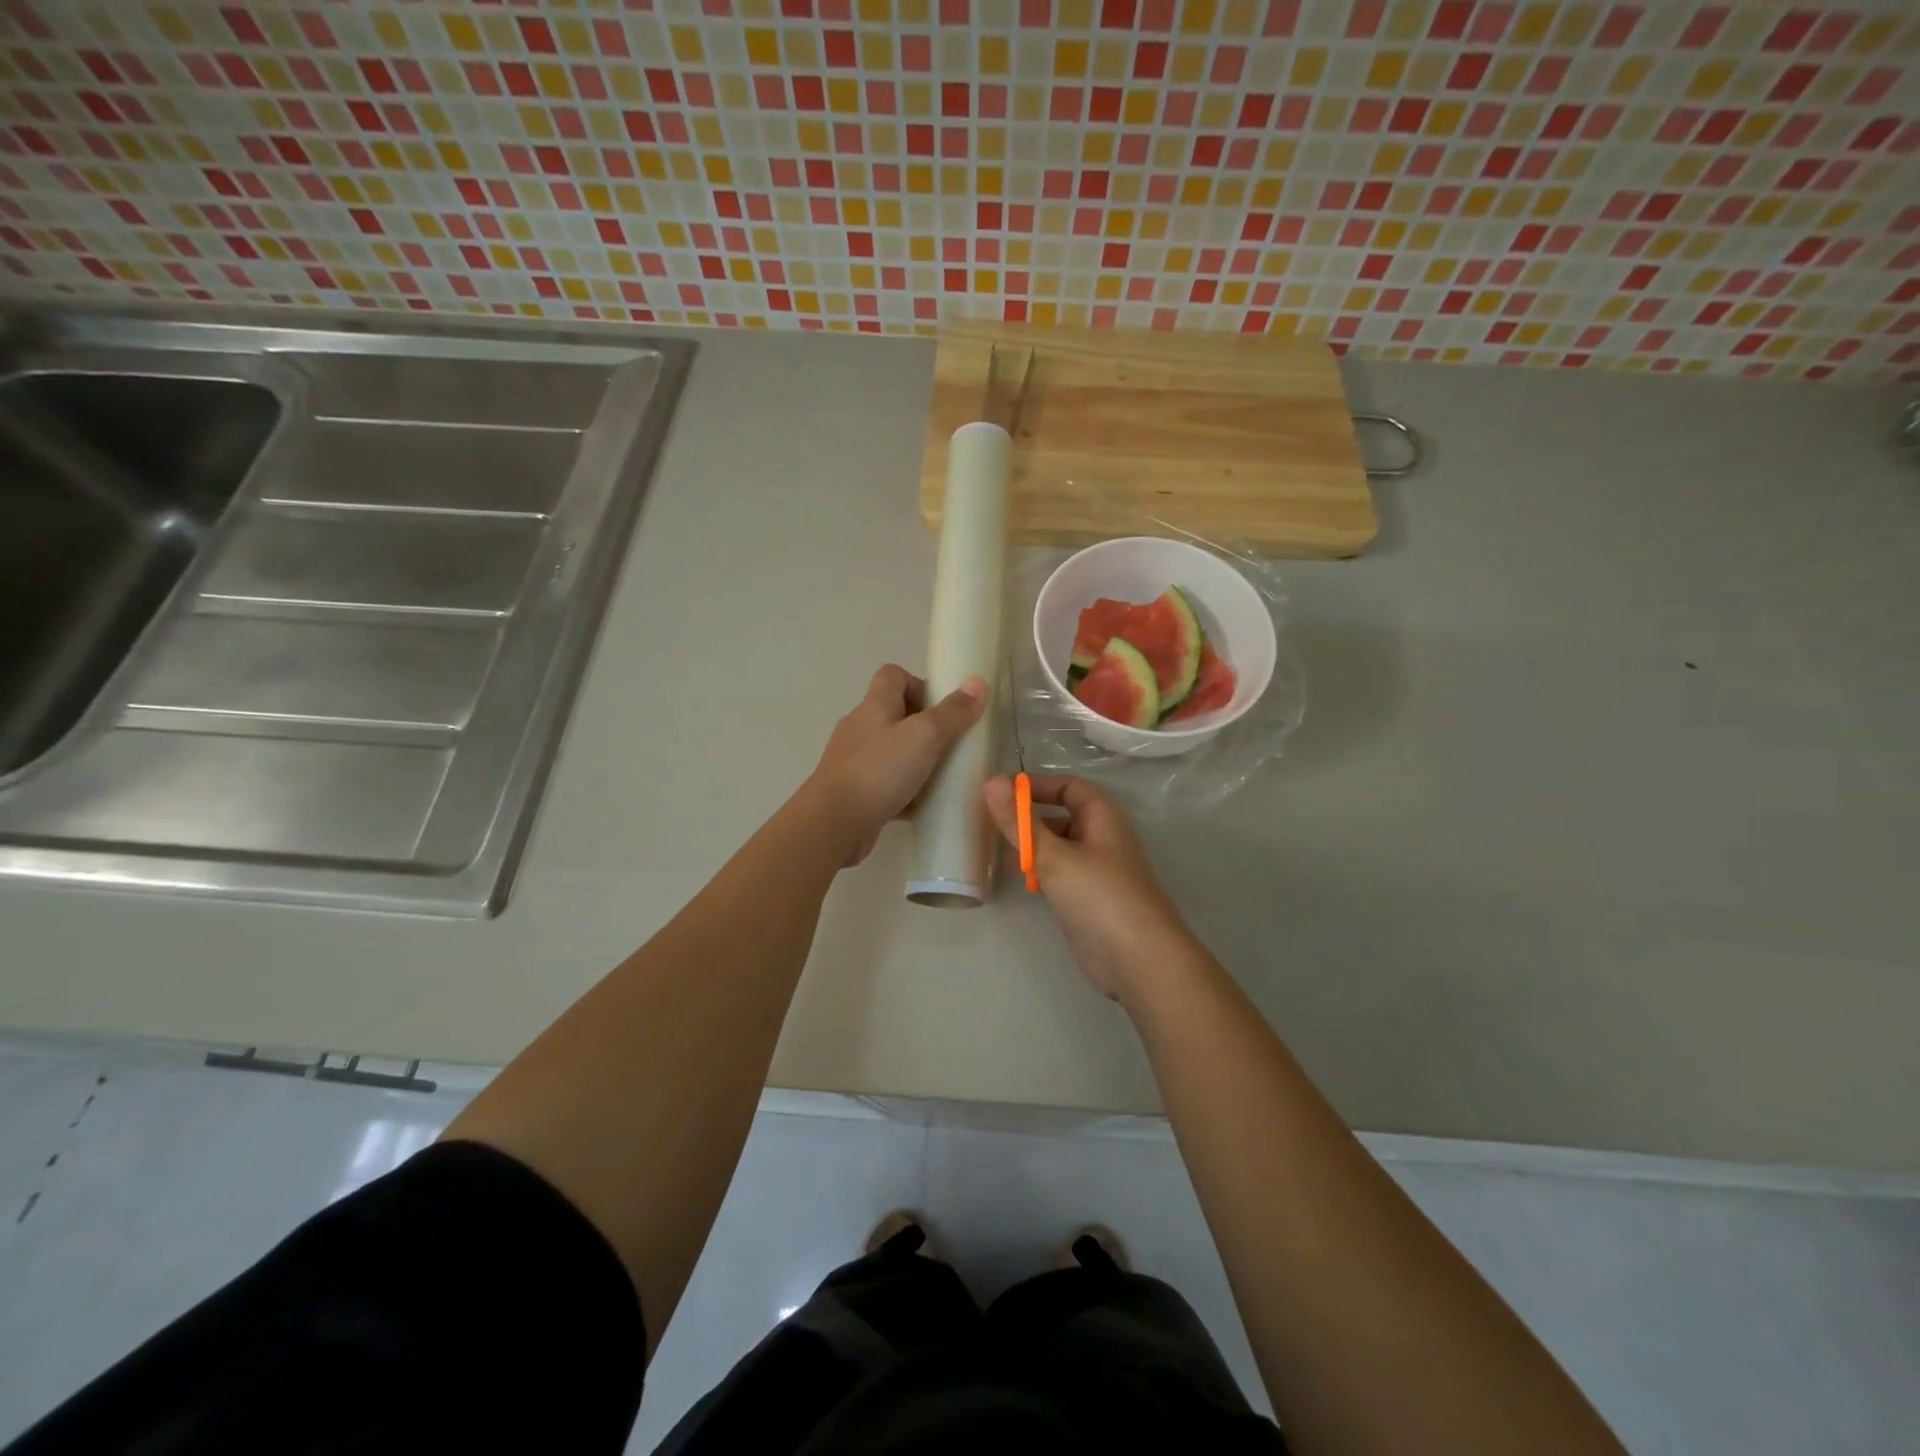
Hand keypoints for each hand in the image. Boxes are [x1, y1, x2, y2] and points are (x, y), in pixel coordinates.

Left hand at [808, 665, 986, 865]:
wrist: (833, 823)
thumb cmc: (879, 771)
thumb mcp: (924, 736)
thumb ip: (952, 712)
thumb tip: (977, 683)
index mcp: (874, 706)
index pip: (893, 676)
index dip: (919, 684)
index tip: (944, 708)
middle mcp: (861, 728)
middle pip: (894, 713)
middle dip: (925, 726)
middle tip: (952, 744)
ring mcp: (854, 761)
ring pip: (892, 751)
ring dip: (917, 760)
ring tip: (943, 775)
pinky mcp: (855, 792)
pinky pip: (886, 783)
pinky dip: (906, 791)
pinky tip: (924, 805)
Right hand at [982, 774, 1194, 1000]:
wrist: (1139, 961)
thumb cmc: (1100, 897)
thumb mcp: (1054, 856)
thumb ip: (1019, 822)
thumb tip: (991, 781)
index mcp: (1102, 817)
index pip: (1068, 786)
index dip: (1036, 786)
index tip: (1001, 793)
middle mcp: (1101, 838)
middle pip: (1062, 816)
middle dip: (1029, 817)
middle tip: (990, 823)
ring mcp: (1096, 871)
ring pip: (1059, 847)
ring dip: (1032, 846)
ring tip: (996, 850)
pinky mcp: (1089, 900)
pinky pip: (1060, 874)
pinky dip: (1040, 871)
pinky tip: (1020, 879)